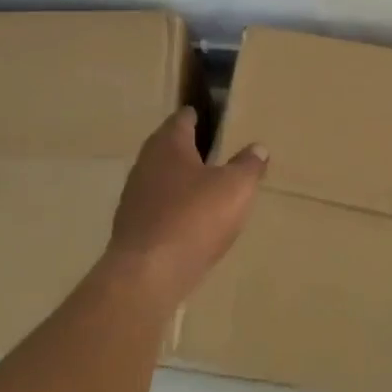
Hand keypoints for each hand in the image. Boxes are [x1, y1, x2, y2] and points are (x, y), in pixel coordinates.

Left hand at [106, 108, 267, 305]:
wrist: (147, 275)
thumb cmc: (194, 218)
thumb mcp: (235, 188)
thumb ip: (248, 165)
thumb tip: (258, 147)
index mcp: (168, 144)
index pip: (183, 118)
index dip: (199, 116)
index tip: (215, 119)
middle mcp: (146, 162)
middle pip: (169, 148)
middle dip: (190, 149)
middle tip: (217, 153)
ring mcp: (134, 195)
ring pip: (162, 179)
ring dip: (181, 181)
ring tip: (207, 189)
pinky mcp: (132, 227)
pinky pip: (157, 208)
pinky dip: (173, 209)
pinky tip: (190, 222)